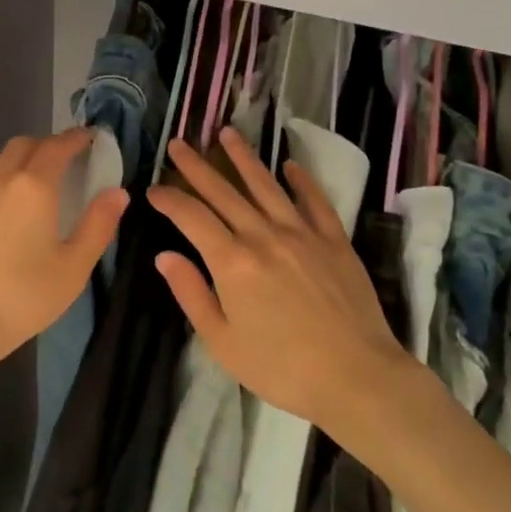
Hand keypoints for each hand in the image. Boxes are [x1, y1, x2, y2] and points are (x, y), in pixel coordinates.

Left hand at [0, 130, 128, 380]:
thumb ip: (98, 225)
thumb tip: (116, 192)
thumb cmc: (21, 297)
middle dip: (44, 145)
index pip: (57, 147)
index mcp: (33, 187)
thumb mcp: (73, 268)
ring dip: (13, 163)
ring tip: (24, 185)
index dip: (74, 138)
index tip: (87, 137)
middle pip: (21, 145)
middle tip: (59, 161)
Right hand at [148, 128, 412, 436]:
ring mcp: (302, 233)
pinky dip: (301, 180)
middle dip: (196, 166)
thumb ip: (191, 294)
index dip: (169, 199)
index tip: (153, 189)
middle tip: (178, 143)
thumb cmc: (282, 368)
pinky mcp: (334, 240)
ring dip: (243, 157)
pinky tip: (290, 166)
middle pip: (223, 191)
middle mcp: (263, 235)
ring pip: (266, 184)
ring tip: (227, 133)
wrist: (357, 378)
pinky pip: (314, 201)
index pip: (191, 217)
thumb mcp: (222, 342)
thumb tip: (164, 255)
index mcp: (231, 261)